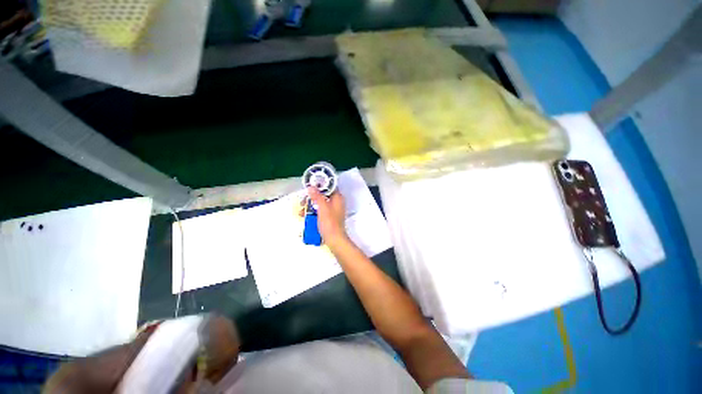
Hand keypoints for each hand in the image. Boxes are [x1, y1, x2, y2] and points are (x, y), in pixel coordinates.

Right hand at [307, 186, 348, 248]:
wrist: (335, 240)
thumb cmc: (330, 223)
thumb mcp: (322, 208)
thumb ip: (317, 196)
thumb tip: (311, 187)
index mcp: (337, 197)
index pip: (329, 186)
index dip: (319, 185)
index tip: (309, 187)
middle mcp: (336, 202)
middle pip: (323, 195)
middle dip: (311, 198)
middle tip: (303, 203)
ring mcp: (333, 210)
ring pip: (320, 203)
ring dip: (310, 206)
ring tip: (301, 212)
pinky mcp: (329, 217)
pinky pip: (320, 211)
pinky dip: (313, 212)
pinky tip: (305, 217)